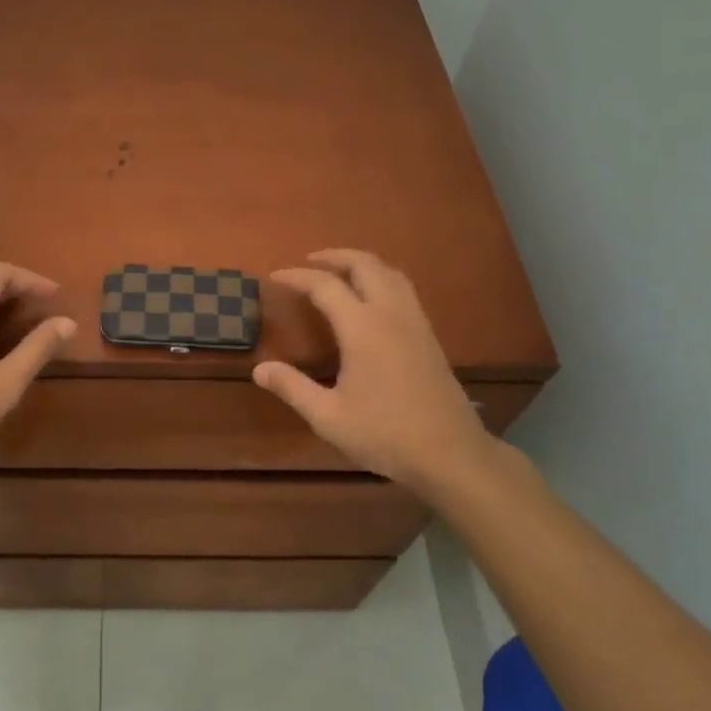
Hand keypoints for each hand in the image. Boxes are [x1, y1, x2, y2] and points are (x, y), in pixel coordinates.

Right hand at [254, 249, 496, 491]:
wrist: (451, 454)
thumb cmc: (385, 434)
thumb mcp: (328, 417)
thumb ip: (293, 388)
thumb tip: (259, 369)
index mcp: (363, 328)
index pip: (325, 286)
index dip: (297, 277)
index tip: (274, 276)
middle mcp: (390, 314)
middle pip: (364, 264)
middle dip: (334, 256)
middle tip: (310, 261)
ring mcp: (415, 322)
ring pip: (390, 272)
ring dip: (362, 263)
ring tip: (340, 271)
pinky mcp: (429, 336)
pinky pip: (404, 289)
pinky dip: (382, 278)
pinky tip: (372, 299)